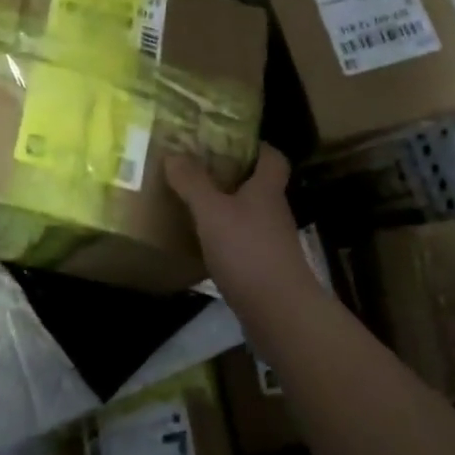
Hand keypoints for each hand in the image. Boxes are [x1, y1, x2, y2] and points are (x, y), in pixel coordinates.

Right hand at [164, 145, 306, 297]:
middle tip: (198, 171)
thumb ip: (193, 183)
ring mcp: (273, 242)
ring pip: (249, 216)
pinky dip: (226, 241)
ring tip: (194, 206)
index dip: (256, 146)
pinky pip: (243, 244)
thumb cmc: (248, 251)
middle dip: (232, 177)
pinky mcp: (266, 270)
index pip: (272, 157)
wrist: (280, 313)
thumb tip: (174, 153)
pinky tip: (202, 246)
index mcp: (267, 189)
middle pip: (258, 185)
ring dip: (226, 210)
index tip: (229, 141)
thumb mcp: (212, 212)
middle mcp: (274, 212)